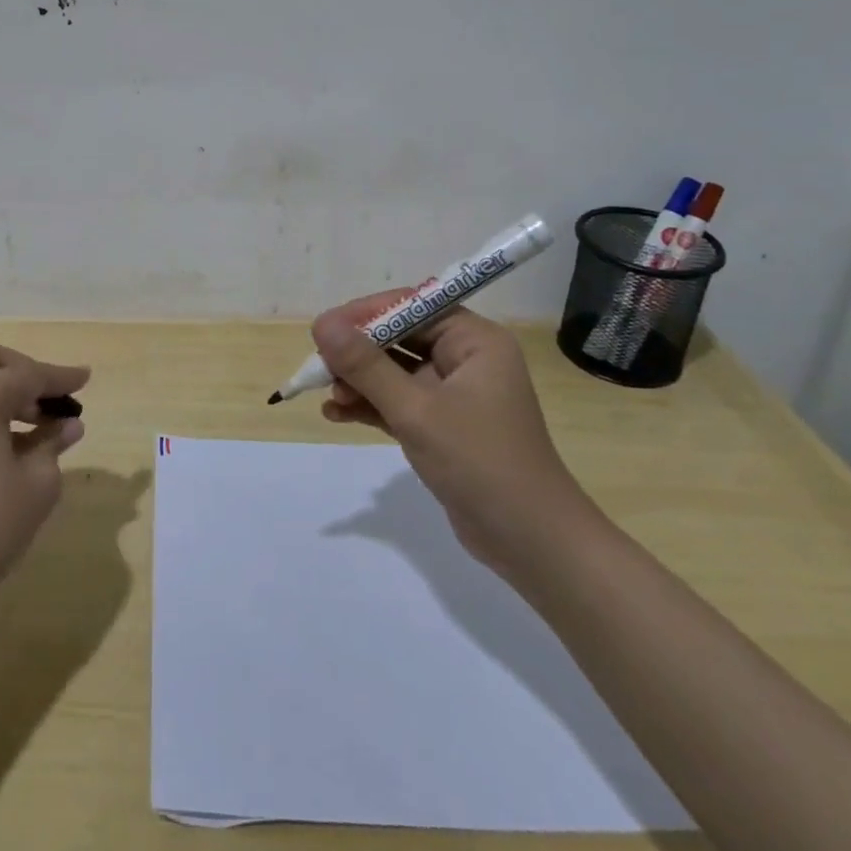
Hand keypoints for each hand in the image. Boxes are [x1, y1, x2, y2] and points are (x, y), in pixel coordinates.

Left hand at [0, 343, 89, 621]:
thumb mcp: (38, 483)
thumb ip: (54, 443)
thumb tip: (68, 425)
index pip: (27, 374)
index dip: (60, 377)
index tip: (86, 378)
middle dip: (24, 371)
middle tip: (53, 398)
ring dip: (6, 391)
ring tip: (41, 424)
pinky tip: (15, 443)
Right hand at [312, 294, 588, 576]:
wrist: (531, 544)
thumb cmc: (480, 462)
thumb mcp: (416, 410)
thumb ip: (367, 366)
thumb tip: (322, 324)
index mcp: (474, 341)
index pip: (412, 307)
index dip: (366, 314)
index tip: (324, 329)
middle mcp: (466, 359)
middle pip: (400, 338)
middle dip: (358, 353)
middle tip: (318, 366)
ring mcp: (454, 394)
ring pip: (395, 372)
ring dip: (359, 381)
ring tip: (326, 395)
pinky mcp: (443, 426)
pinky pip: (398, 402)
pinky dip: (370, 406)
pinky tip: (336, 413)